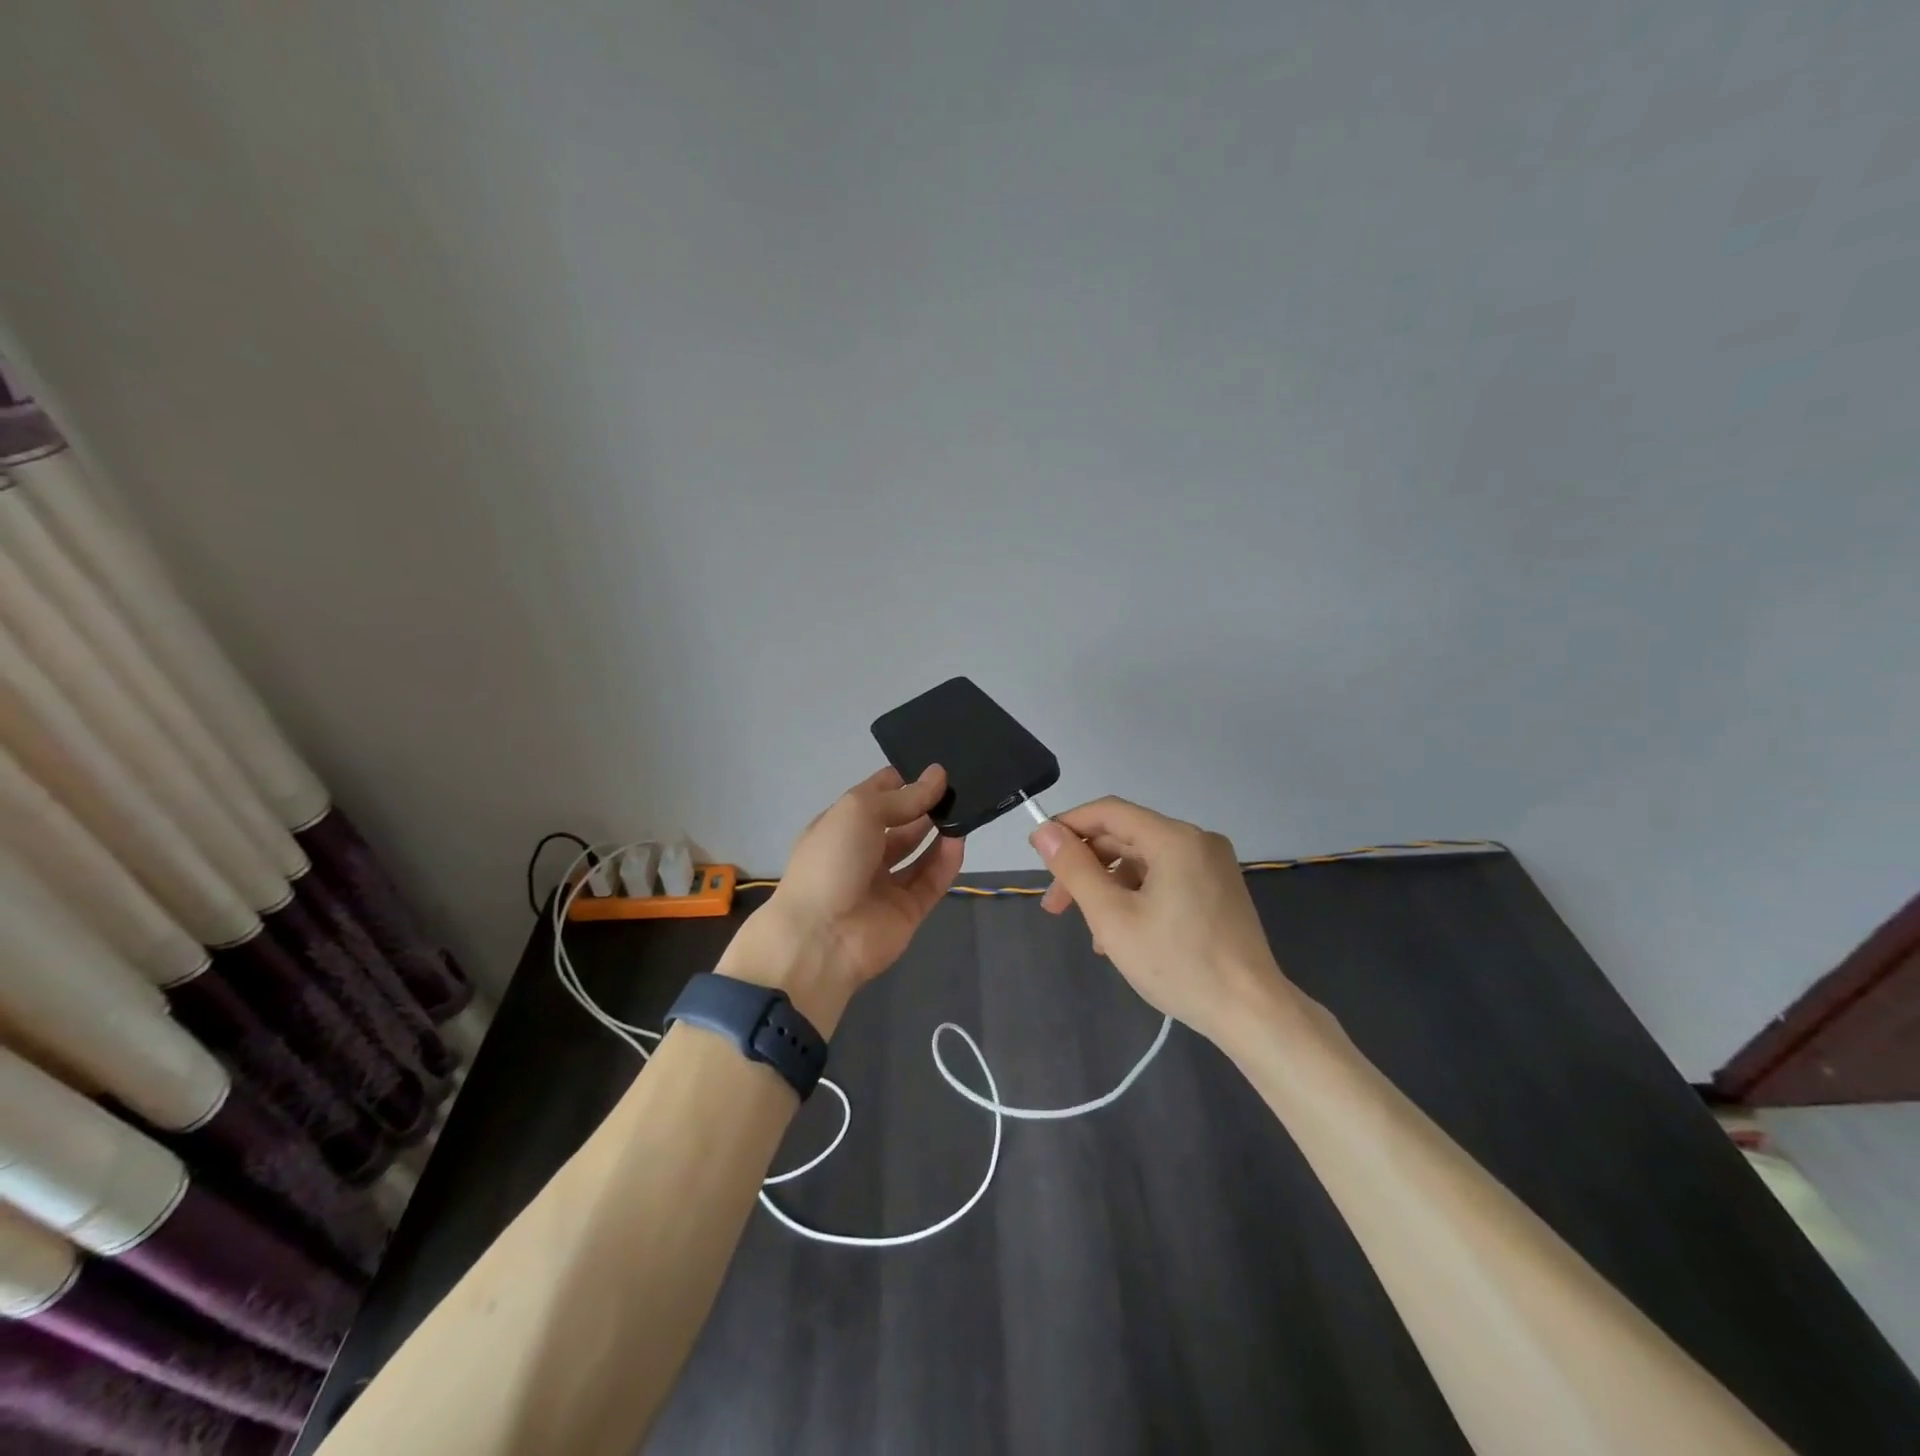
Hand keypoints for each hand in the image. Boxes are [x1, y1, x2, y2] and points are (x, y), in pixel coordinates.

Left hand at [721, 765, 964, 1032]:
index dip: (902, 781)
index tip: (933, 768)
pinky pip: (931, 880)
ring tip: (964, 808)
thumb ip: (903, 796)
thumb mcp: (860, 812)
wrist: (821, 938)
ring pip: (917, 852)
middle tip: (957, 786)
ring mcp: (884, 883)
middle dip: (924, 804)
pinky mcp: (907, 910)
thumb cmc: (831, 861)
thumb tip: (938, 774)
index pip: (875, 796)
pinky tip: (960, 839)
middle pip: (900, 823)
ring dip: (938, 830)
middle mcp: (861, 852)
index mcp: (840, 826)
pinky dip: (946, 861)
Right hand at [1030, 798, 1293, 1045]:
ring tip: (1091, 933)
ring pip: (1143, 861)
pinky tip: (1122, 934)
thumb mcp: (1113, 918)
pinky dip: (1136, 896)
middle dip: (1086, 867)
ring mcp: (1212, 865)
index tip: (1038, 852)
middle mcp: (1196, 841)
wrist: (1252, 1012)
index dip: (1068, 826)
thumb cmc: (1178, 964)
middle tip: (1055, 905)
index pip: (1108, 812)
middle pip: (1125, 837)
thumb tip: (1045, 832)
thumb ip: (1075, 870)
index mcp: (1174, 839)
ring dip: (1109, 888)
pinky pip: (1165, 878)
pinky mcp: (1218, 888)